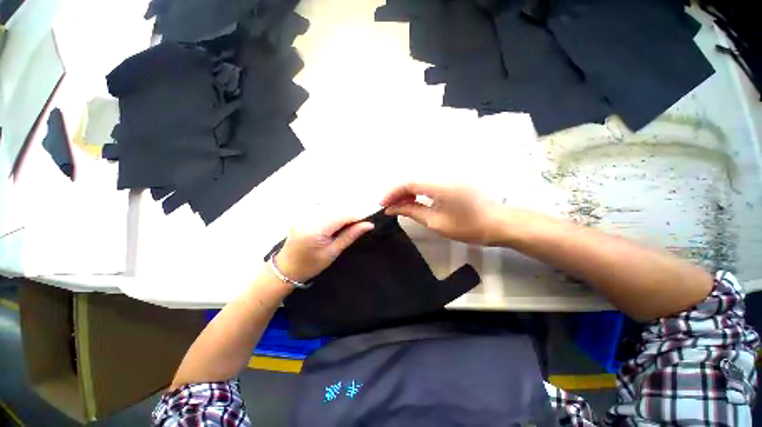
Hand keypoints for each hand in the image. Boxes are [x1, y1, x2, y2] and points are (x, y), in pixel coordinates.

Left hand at [275, 216, 373, 282]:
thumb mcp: (333, 252)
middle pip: (337, 208)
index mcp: (315, 229)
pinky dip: (336, 212)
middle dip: (353, 212)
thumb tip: (369, 224)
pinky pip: (325, 208)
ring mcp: (305, 213)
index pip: (342, 215)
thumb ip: (350, 235)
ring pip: (332, 206)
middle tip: (364, 221)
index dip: (358, 215)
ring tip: (354, 222)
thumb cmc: (310, 265)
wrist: (286, 268)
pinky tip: (341, 220)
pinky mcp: (305, 213)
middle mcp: (309, 216)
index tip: (370, 219)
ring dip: (345, 212)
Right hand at [381, 183, 503, 245]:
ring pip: (419, 178)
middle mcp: (442, 173)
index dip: (392, 192)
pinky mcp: (451, 177)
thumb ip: (411, 211)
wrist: (497, 222)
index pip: (408, 183)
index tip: (382, 205)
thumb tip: (391, 208)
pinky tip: (414, 200)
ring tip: (399, 205)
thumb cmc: (468, 226)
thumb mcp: (435, 222)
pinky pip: (427, 180)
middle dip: (397, 192)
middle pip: (411, 178)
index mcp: (439, 185)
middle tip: (389, 207)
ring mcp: (448, 174)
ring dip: (406, 191)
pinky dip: (417, 189)